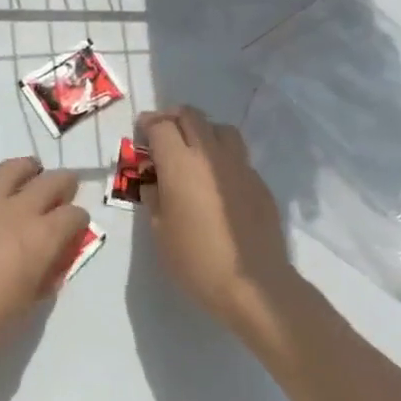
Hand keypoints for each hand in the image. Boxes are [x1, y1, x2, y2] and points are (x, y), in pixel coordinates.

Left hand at [0, 156, 89, 363]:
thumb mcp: (27, 305)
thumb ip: (45, 276)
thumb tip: (54, 259)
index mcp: (42, 237)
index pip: (74, 215)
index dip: (79, 220)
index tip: (76, 228)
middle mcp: (20, 209)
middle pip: (52, 181)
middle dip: (64, 183)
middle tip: (64, 190)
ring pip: (15, 167)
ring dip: (28, 170)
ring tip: (30, 176)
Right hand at [137, 106, 302, 343]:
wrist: (254, 284)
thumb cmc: (197, 259)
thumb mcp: (160, 231)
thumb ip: (154, 198)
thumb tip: (154, 183)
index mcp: (180, 163)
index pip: (160, 125)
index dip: (147, 125)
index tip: (140, 134)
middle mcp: (210, 154)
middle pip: (191, 116)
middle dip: (173, 119)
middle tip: (163, 135)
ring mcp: (239, 165)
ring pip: (220, 129)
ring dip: (202, 131)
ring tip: (194, 151)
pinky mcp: (259, 182)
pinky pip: (238, 156)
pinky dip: (223, 157)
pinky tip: (218, 181)